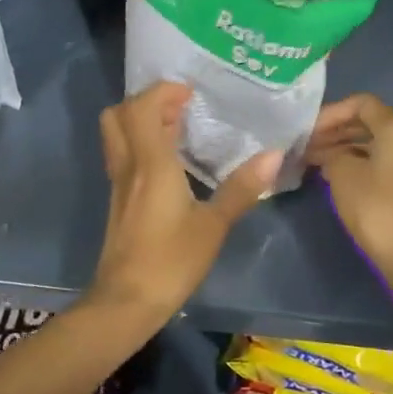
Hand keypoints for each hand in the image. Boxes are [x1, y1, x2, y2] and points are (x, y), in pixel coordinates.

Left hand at [88, 82, 281, 325]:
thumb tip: (274, 155)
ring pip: (118, 136)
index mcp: (150, 164)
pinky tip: (170, 164)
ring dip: (142, 122)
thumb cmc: (171, 261)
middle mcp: (128, 167)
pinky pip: (124, 157)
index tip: (190, 94)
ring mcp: (119, 185)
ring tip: (178, 129)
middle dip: (146, 102)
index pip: (141, 108)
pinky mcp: (119, 202)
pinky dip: (141, 146)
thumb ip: (242, 188)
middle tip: (180, 108)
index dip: (162, 92)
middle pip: (118, 115)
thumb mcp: (213, 226)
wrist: (126, 302)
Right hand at [307, 94, 392, 287]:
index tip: (307, 130)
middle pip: (372, 123)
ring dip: (349, 149)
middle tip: (307, 146)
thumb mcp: (343, 176)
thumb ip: (331, 154)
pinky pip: (390, 161)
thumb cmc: (377, 208)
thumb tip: (329, 153)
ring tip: (317, 161)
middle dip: (337, 132)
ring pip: (380, 144)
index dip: (330, 113)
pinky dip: (365, 162)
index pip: (361, 104)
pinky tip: (341, 175)